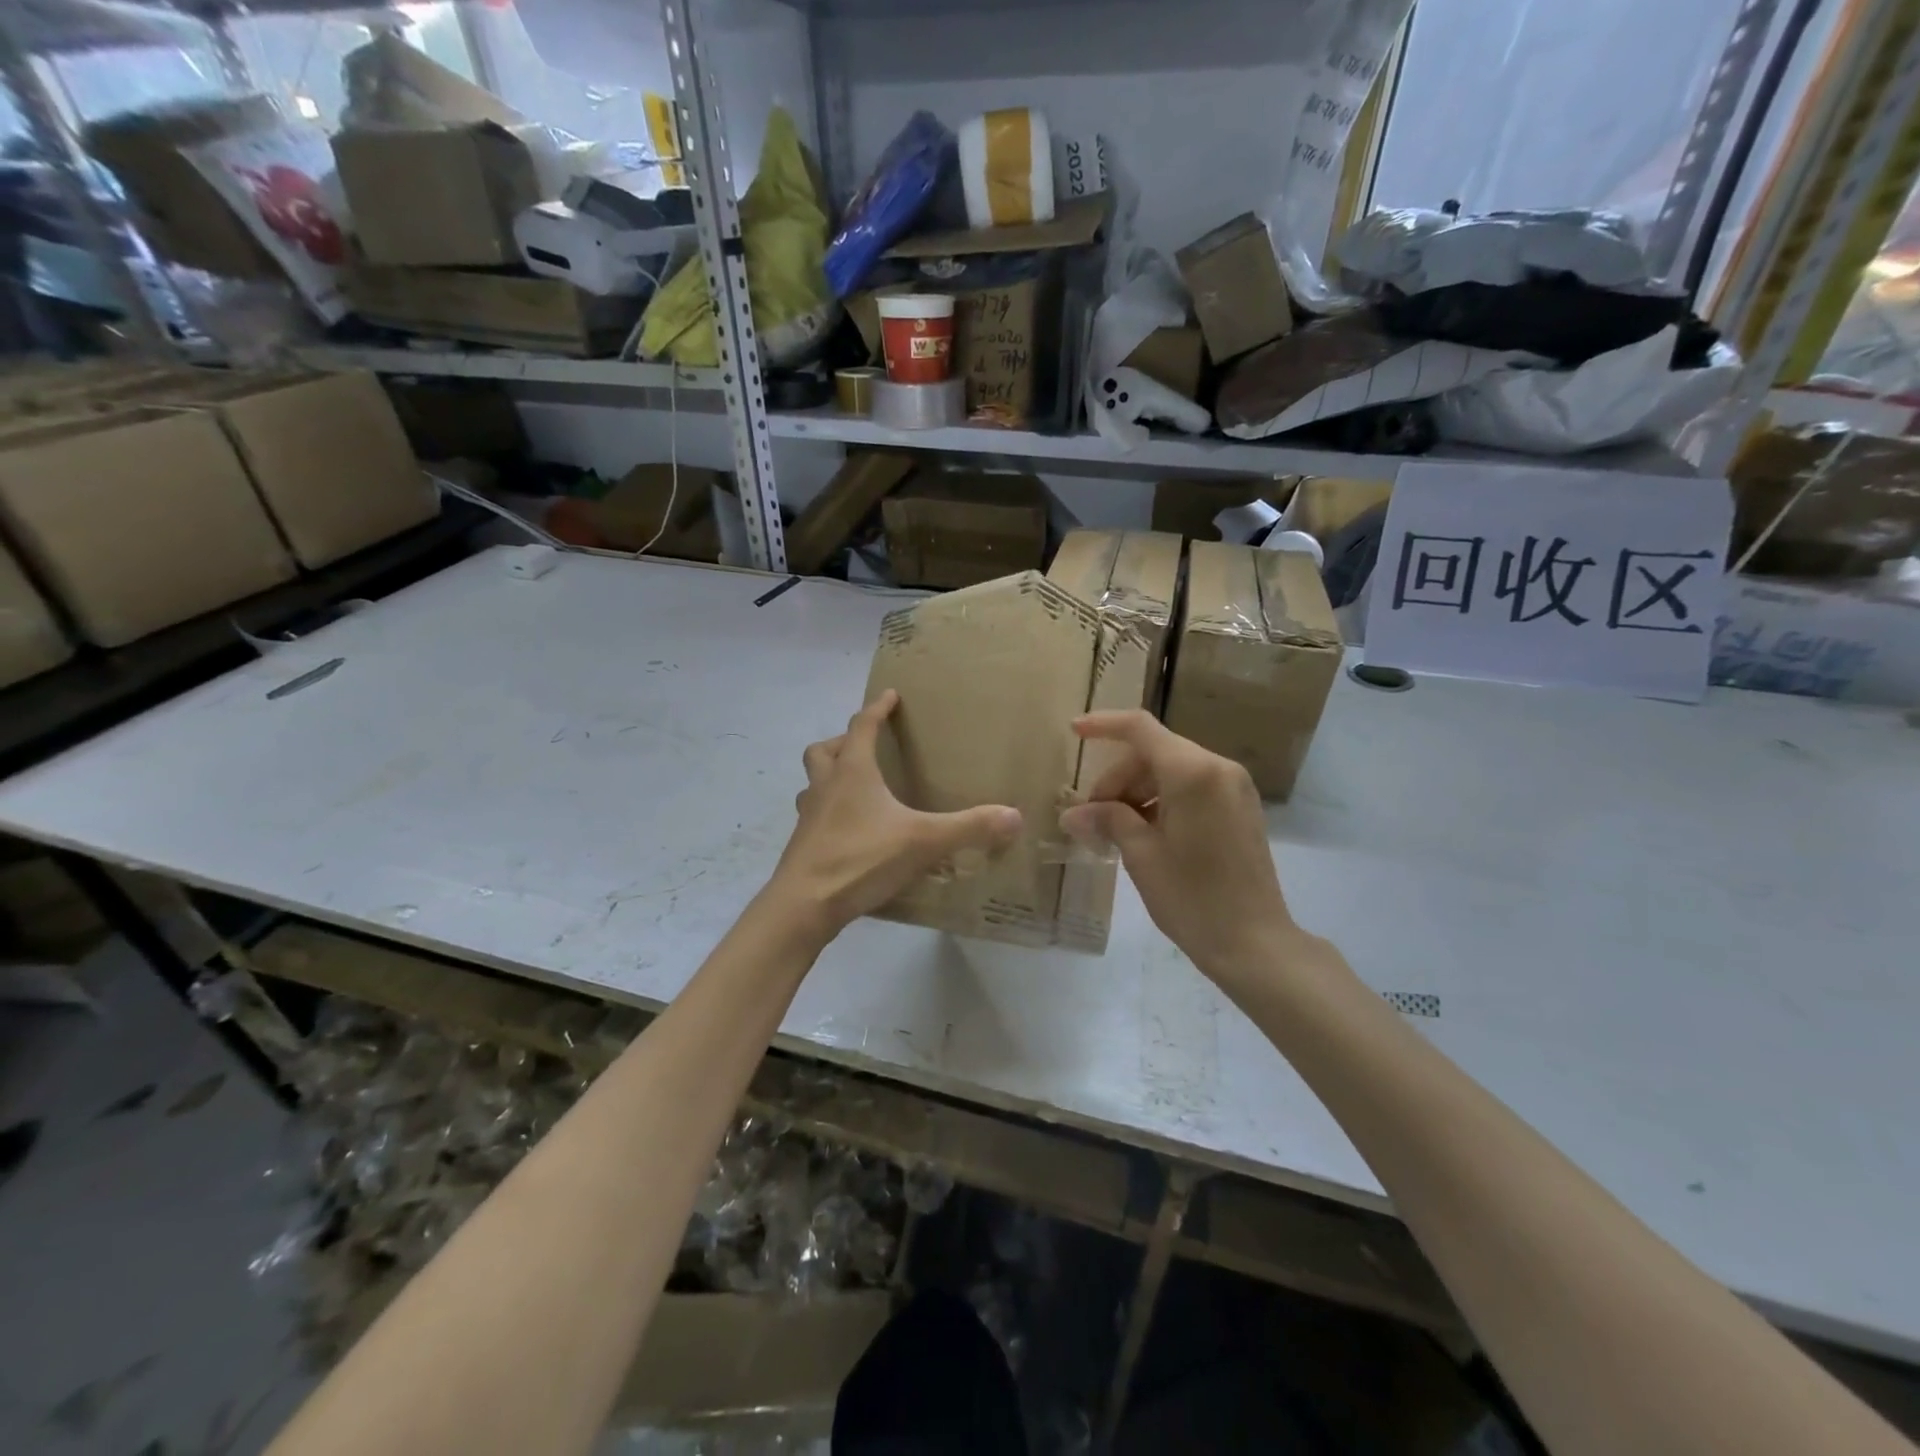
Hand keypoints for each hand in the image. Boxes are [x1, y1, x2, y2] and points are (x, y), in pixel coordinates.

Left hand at [769, 690, 1022, 936]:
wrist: (804, 904)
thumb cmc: (861, 858)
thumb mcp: (923, 841)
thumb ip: (968, 828)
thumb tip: (1014, 816)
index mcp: (852, 772)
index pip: (863, 726)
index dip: (877, 708)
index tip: (890, 695)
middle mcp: (825, 786)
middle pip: (824, 750)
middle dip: (843, 741)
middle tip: (866, 749)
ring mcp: (808, 816)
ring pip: (813, 782)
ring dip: (830, 777)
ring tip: (854, 788)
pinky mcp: (803, 844)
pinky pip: (814, 815)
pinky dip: (829, 813)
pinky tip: (850, 832)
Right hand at [1059, 710, 1297, 983]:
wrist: (1254, 942)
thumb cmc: (1192, 897)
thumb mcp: (1141, 855)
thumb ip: (1108, 820)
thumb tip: (1073, 813)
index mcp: (1193, 772)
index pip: (1140, 729)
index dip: (1103, 725)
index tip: (1073, 731)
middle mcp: (1218, 768)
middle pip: (1155, 753)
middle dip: (1118, 777)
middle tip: (1093, 817)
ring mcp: (1234, 788)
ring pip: (1172, 771)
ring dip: (1139, 790)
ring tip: (1116, 830)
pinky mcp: (1241, 808)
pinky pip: (1193, 787)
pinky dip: (1163, 800)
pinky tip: (1146, 833)